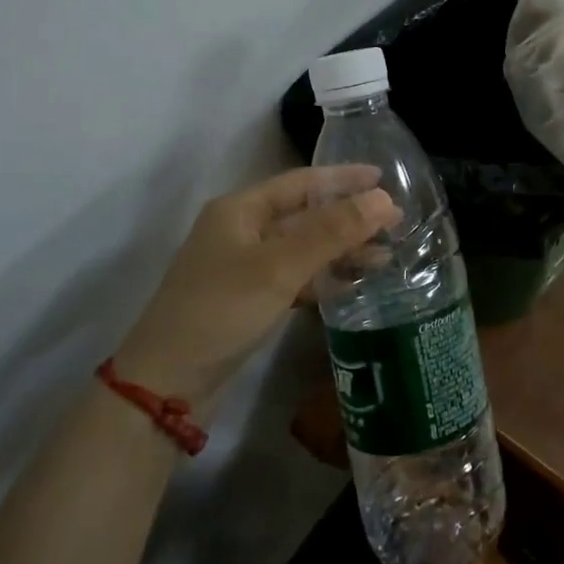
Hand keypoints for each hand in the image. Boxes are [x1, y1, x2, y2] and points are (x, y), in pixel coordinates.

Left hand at [116, 167, 399, 405]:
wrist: (167, 385)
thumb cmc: (221, 311)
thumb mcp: (280, 267)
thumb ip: (333, 231)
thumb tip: (384, 199)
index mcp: (241, 210)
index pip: (301, 182)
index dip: (343, 178)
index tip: (383, 178)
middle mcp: (242, 231)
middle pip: (305, 214)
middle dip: (349, 218)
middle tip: (396, 222)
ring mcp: (245, 267)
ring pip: (304, 248)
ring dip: (342, 250)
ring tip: (386, 257)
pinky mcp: (250, 299)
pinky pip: (296, 277)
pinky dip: (324, 277)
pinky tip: (353, 284)